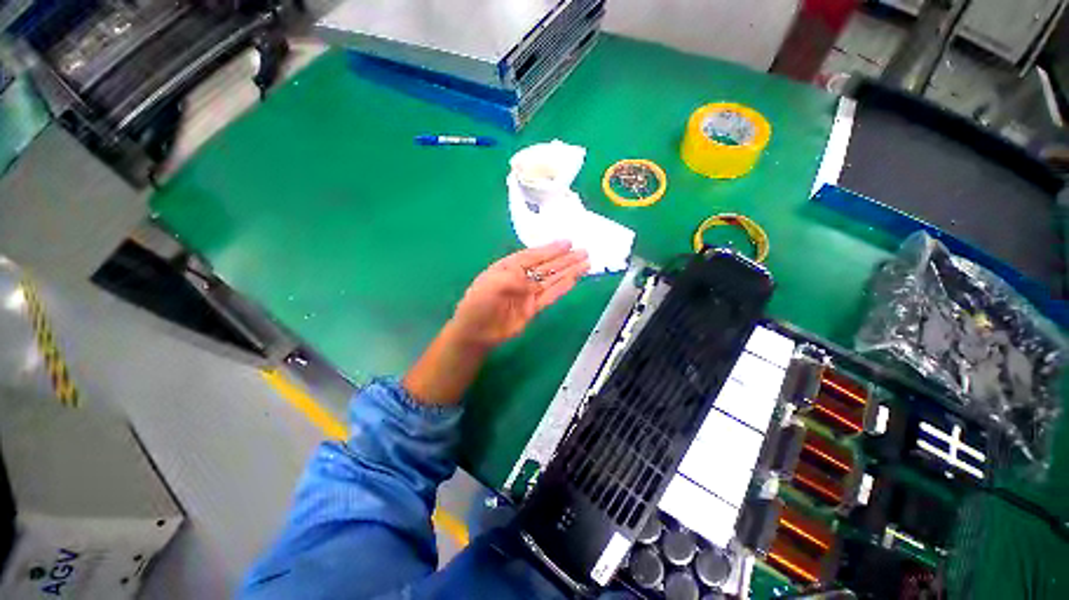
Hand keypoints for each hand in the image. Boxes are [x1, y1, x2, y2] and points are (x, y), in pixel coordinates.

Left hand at [447, 241, 589, 349]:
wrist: (476, 331)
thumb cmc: (479, 303)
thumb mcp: (491, 284)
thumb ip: (513, 279)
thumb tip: (533, 280)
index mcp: (509, 267)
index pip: (533, 255)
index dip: (550, 249)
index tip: (568, 243)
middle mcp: (521, 278)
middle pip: (547, 266)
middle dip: (565, 259)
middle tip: (584, 251)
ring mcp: (528, 293)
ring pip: (552, 280)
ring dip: (568, 272)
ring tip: (585, 263)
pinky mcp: (533, 308)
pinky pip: (550, 296)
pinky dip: (562, 288)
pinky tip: (573, 280)